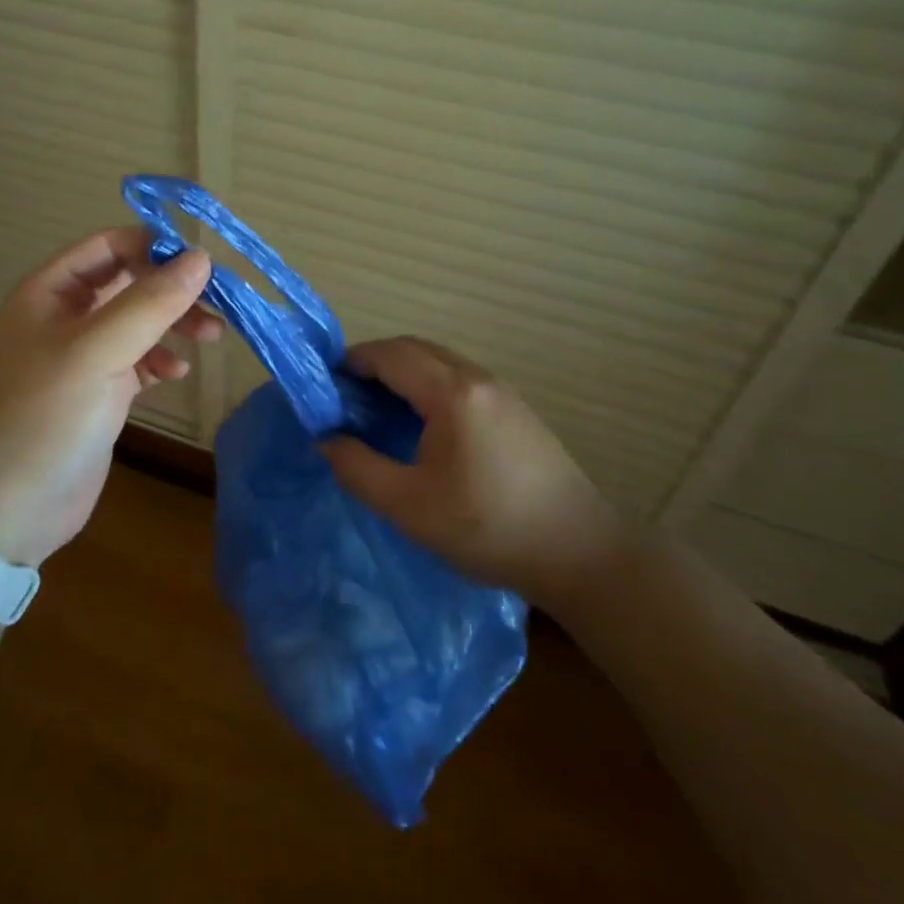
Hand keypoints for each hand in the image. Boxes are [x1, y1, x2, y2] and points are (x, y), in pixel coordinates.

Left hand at [0, 228, 218, 566]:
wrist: (8, 509)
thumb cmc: (45, 418)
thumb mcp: (98, 352)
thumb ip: (150, 303)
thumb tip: (202, 258)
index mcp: (49, 292)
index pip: (109, 246)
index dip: (154, 247)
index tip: (203, 264)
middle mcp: (64, 317)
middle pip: (128, 282)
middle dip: (172, 289)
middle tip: (217, 305)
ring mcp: (81, 356)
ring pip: (137, 321)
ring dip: (174, 324)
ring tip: (210, 337)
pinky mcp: (98, 392)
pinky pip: (137, 360)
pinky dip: (160, 360)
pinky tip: (176, 373)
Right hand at [318, 337, 623, 598]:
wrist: (579, 554)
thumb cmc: (486, 528)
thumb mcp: (407, 505)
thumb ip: (356, 468)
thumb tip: (326, 439)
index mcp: (451, 393)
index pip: (389, 354)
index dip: (351, 362)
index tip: (324, 388)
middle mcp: (478, 379)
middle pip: (415, 349)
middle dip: (375, 364)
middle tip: (346, 399)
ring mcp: (503, 392)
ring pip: (440, 363)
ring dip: (403, 374)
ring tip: (378, 413)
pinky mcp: (517, 411)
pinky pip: (460, 380)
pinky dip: (428, 387)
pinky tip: (422, 427)